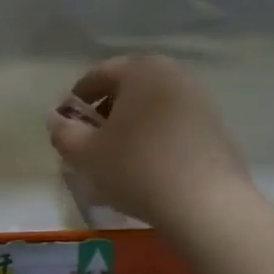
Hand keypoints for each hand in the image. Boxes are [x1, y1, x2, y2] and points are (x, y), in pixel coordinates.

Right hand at [47, 55, 247, 228]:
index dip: (75, 101)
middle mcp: (173, 75)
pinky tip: (146, 170)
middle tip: (90, 145)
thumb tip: (58, 120)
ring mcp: (199, 100)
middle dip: (105, 114)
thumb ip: (63, 132)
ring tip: (117, 161)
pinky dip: (153, 140)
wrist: (205, 204)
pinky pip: (172, 126)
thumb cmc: (136, 169)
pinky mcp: (214, 127)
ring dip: (129, 129)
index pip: (97, 76)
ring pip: (150, 109)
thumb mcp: (85, 154)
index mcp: (141, 70)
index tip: (66, 127)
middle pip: (127, 90)